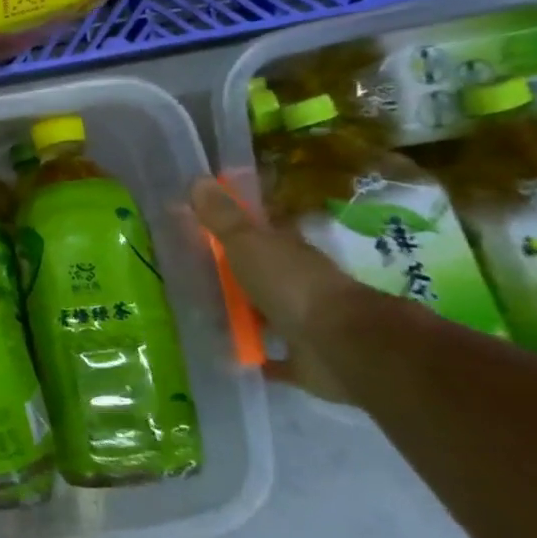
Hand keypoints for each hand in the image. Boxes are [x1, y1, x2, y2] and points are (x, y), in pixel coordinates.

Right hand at [192, 177, 369, 406]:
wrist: (342, 345)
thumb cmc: (292, 285)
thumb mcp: (248, 244)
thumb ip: (222, 217)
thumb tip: (197, 178)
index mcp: (288, 251)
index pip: (261, 232)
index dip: (235, 228)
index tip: (205, 228)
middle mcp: (298, 283)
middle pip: (262, 273)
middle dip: (237, 274)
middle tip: (194, 275)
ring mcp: (304, 321)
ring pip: (268, 313)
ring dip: (245, 314)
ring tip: (203, 316)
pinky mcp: (304, 359)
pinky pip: (274, 357)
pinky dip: (256, 356)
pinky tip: (229, 357)